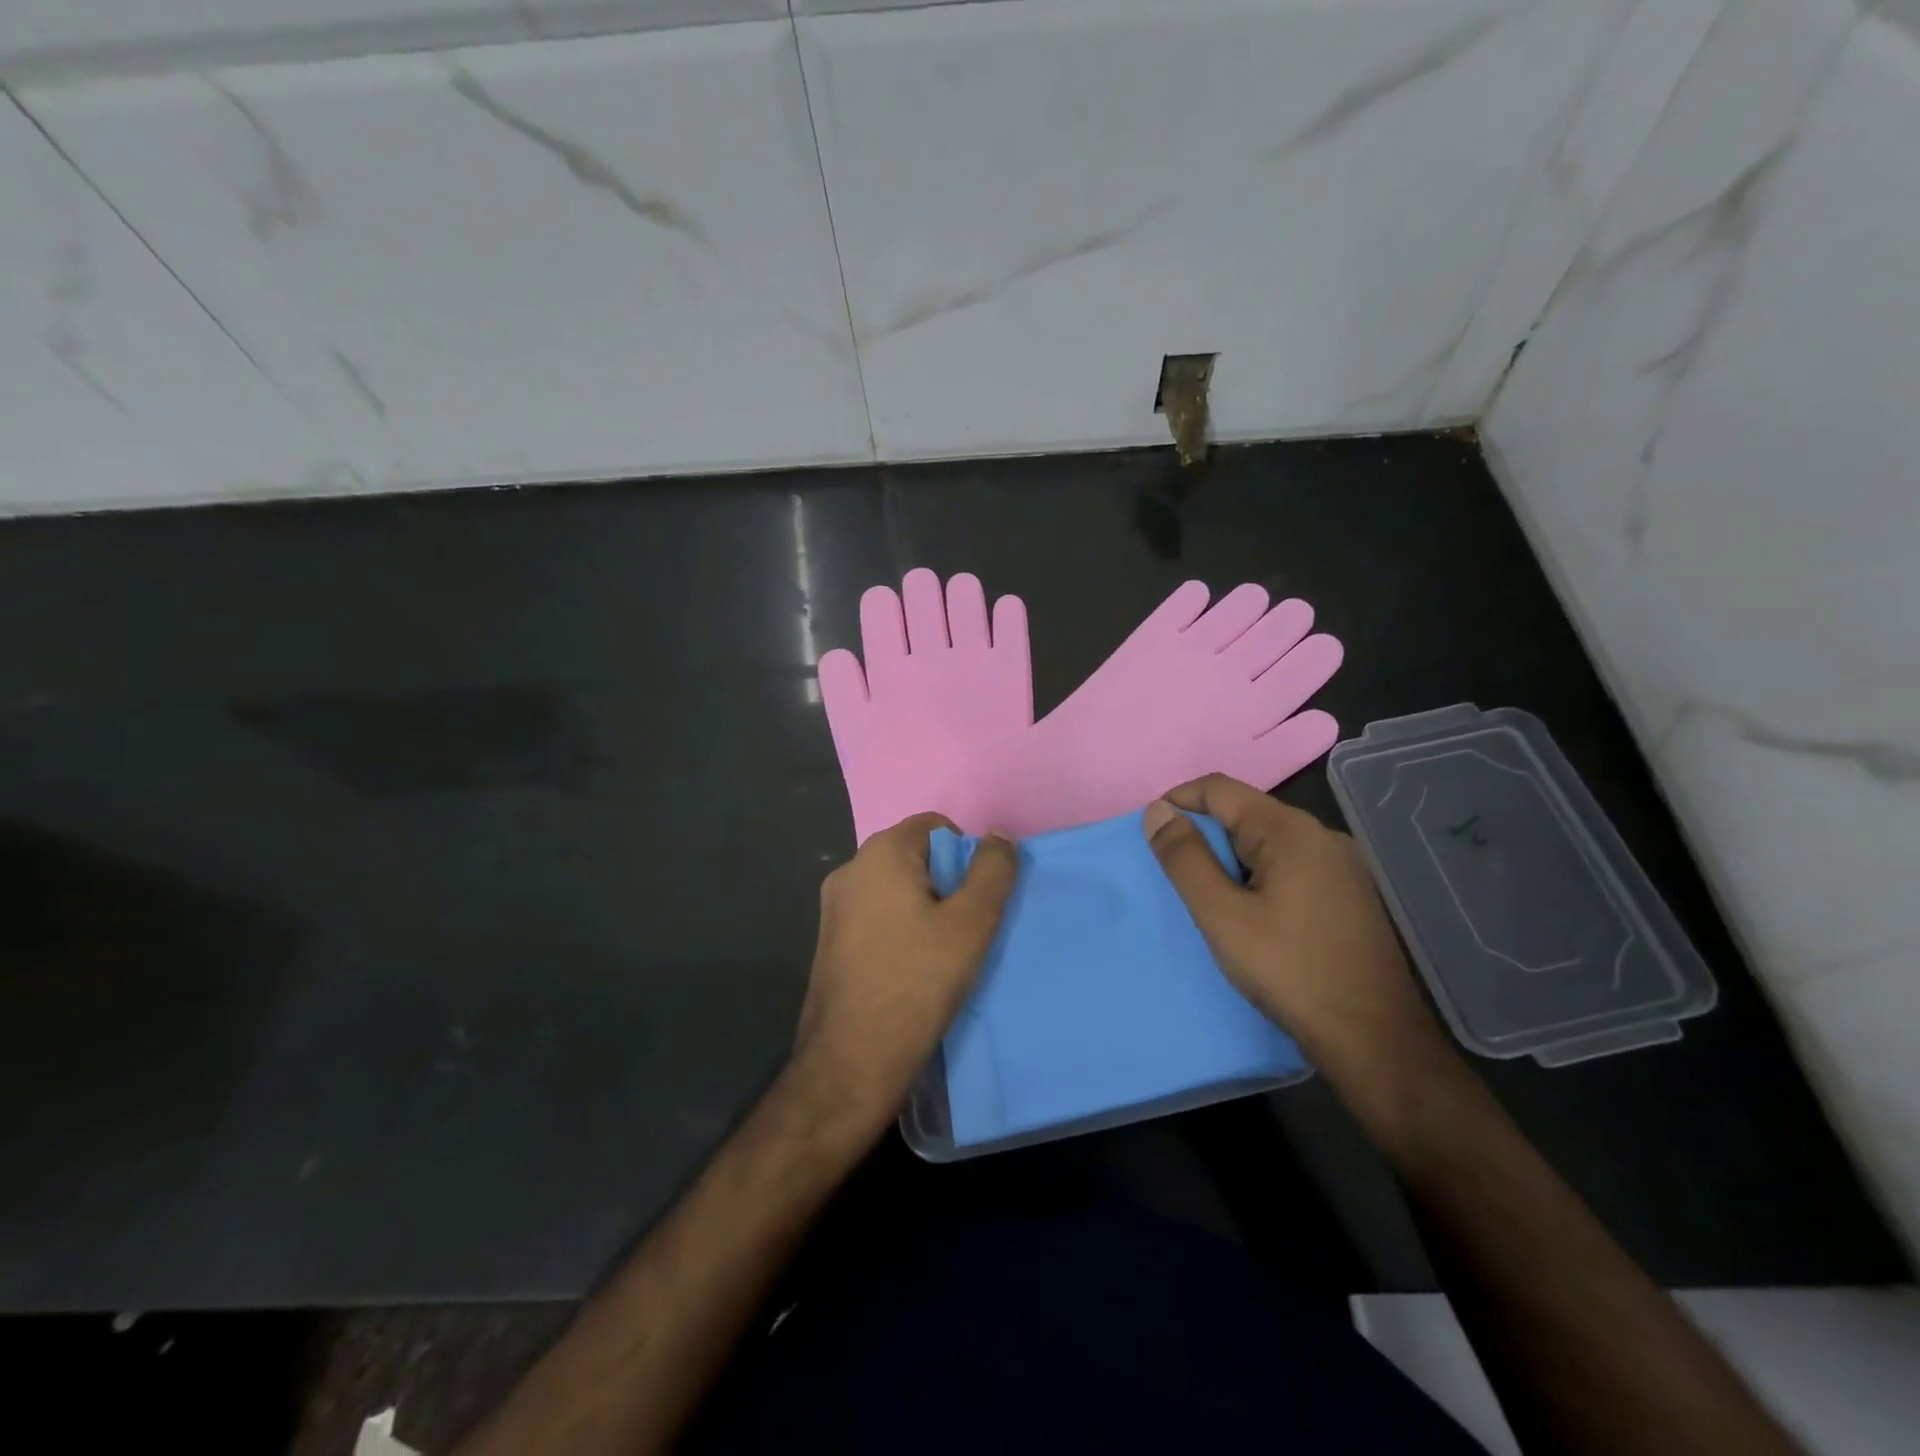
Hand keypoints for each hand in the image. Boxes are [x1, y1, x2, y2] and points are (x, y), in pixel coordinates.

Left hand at [794, 812, 1018, 1137]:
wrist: (851, 1061)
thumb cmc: (916, 983)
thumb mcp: (971, 924)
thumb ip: (992, 871)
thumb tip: (998, 837)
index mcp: (880, 854)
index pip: (936, 827)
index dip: (966, 855)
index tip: (978, 899)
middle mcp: (850, 869)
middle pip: (915, 855)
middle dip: (947, 883)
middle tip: (966, 928)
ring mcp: (834, 906)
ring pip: (896, 888)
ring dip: (926, 908)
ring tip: (943, 952)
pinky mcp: (830, 939)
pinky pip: (877, 915)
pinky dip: (901, 928)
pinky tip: (914, 968)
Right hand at [1142, 775, 1448, 1086]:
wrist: (1374, 1037)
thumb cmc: (1289, 970)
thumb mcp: (1221, 914)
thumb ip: (1185, 858)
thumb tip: (1157, 810)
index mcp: (1289, 830)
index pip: (1219, 788)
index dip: (1178, 801)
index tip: (1152, 834)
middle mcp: (1321, 835)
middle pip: (1246, 812)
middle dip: (1205, 835)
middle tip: (1178, 876)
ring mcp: (1343, 865)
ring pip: (1269, 841)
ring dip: (1232, 859)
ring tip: (1211, 899)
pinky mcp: (1351, 893)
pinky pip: (1292, 865)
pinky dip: (1260, 876)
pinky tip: (1255, 915)